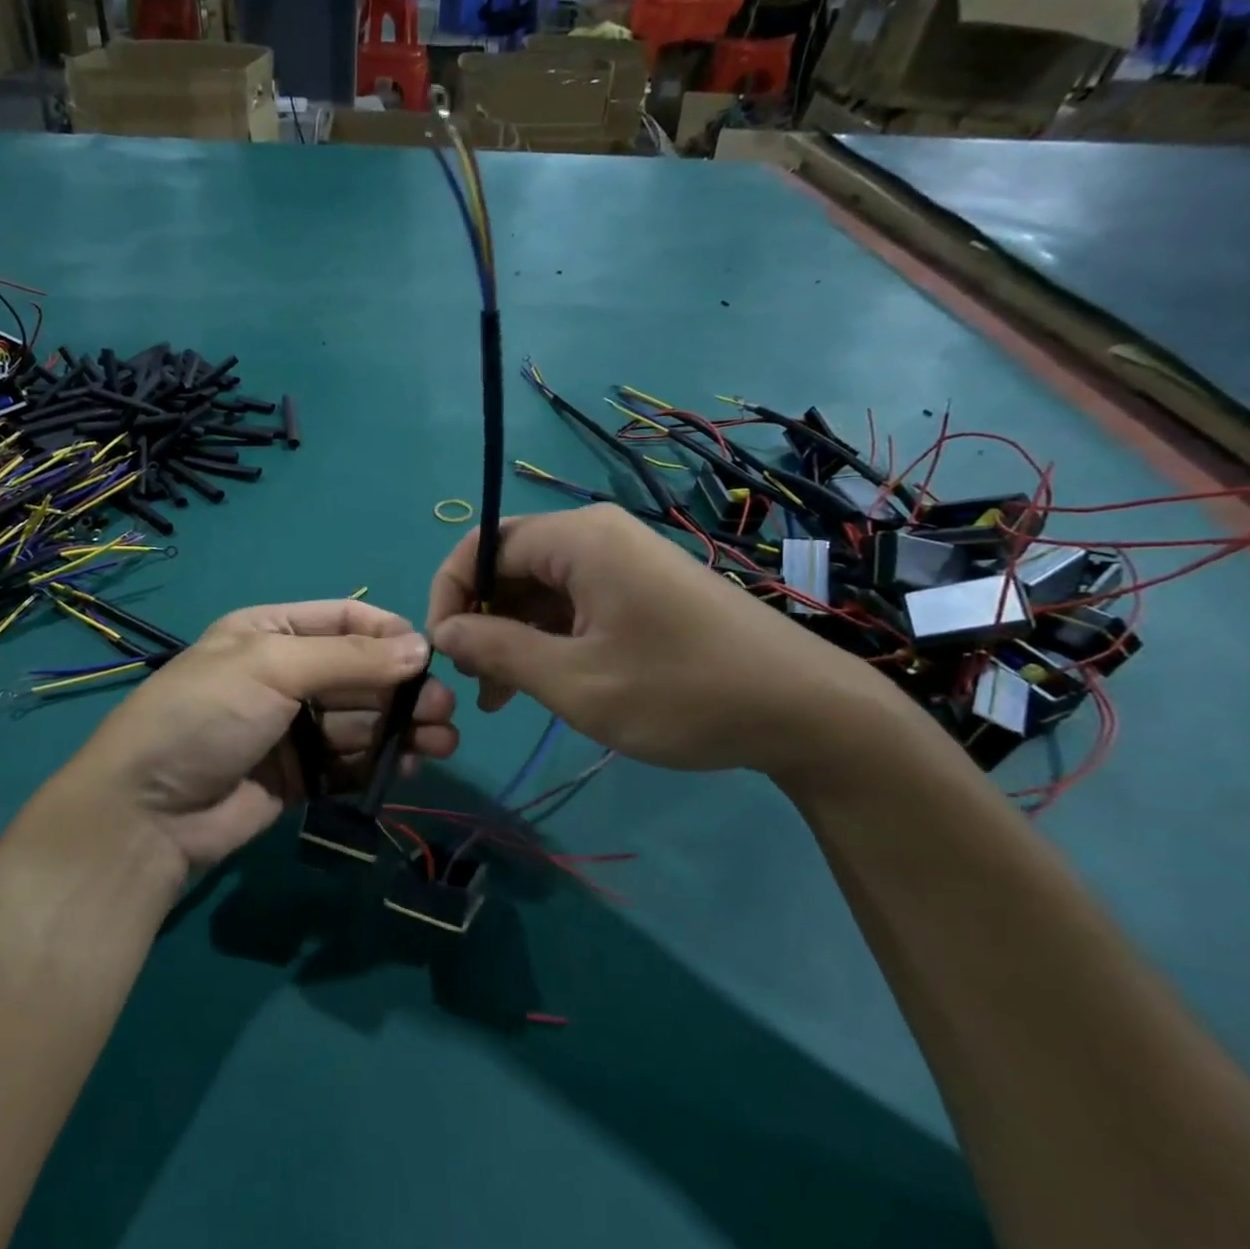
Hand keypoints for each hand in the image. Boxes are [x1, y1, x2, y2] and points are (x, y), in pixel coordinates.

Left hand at [49, 600, 457, 870]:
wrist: (147, 812)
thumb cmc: (205, 715)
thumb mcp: (271, 667)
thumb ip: (348, 658)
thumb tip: (421, 647)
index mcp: (272, 631)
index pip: (345, 620)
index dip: (389, 634)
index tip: (430, 656)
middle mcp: (286, 674)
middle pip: (361, 674)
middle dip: (403, 689)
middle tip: (443, 712)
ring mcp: (294, 729)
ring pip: (363, 720)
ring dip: (402, 728)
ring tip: (439, 743)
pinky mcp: (301, 776)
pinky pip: (351, 762)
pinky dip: (381, 762)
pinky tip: (409, 767)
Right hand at [426, 504, 896, 778]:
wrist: (806, 713)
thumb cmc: (682, 692)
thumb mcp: (575, 682)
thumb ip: (498, 650)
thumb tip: (443, 631)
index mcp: (578, 540)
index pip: (481, 547)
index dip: (449, 595)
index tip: (443, 652)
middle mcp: (597, 536)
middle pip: (508, 564)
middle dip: (480, 619)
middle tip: (472, 681)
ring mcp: (622, 562)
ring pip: (538, 589)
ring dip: (510, 636)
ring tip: (497, 697)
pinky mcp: (640, 589)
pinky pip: (572, 604)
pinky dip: (547, 639)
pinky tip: (539, 684)